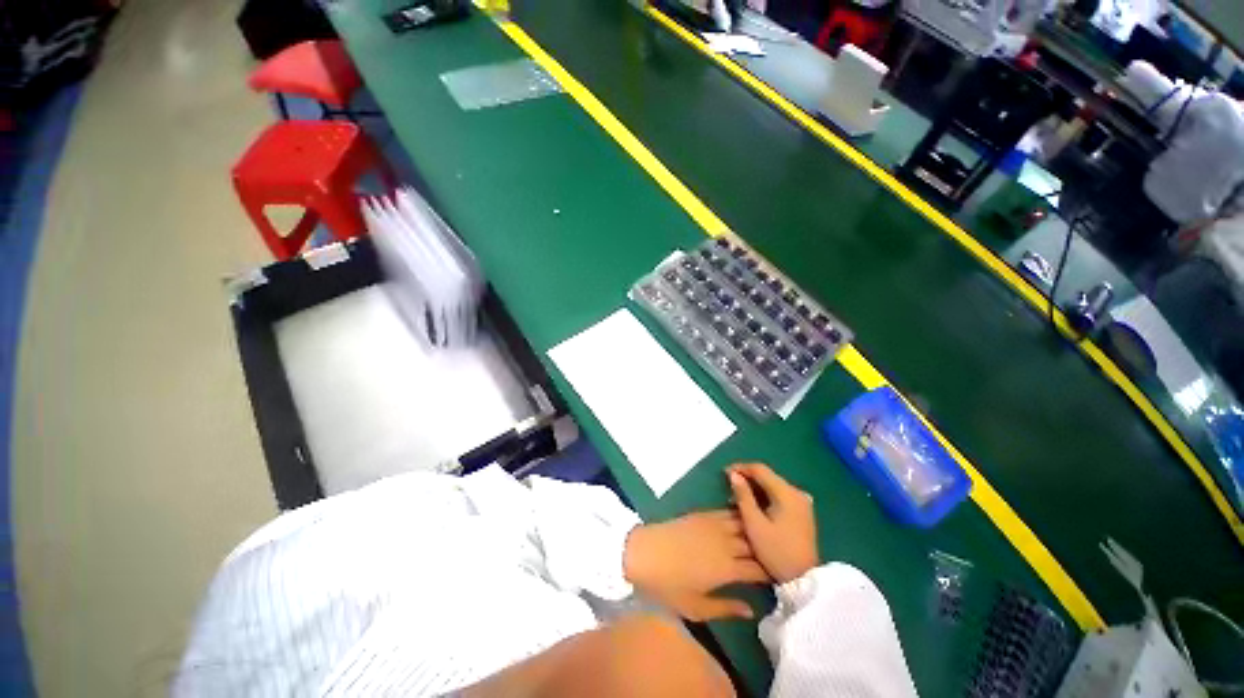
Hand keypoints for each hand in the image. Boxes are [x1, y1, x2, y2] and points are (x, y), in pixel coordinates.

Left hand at [624, 510, 769, 620]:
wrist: (643, 552)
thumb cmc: (668, 586)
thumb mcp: (696, 608)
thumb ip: (726, 608)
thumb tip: (751, 609)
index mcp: (727, 569)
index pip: (759, 568)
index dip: (772, 571)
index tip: (782, 574)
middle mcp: (726, 544)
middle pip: (755, 544)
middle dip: (768, 548)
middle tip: (780, 552)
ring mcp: (714, 525)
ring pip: (744, 523)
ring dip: (757, 527)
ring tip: (768, 531)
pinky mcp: (702, 514)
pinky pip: (727, 511)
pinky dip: (739, 513)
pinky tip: (745, 514)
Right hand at [727, 463, 818, 583]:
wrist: (804, 580)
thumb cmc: (776, 551)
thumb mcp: (754, 524)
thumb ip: (743, 496)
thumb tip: (733, 474)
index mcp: (787, 493)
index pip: (760, 469)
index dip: (741, 467)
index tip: (724, 473)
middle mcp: (797, 492)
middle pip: (768, 476)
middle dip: (747, 478)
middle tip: (729, 487)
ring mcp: (802, 502)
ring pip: (773, 486)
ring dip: (755, 489)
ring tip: (738, 498)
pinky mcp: (802, 511)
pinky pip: (780, 495)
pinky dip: (765, 497)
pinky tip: (754, 505)